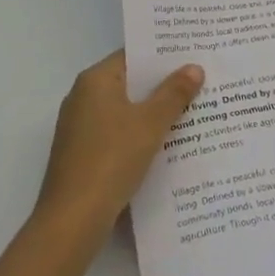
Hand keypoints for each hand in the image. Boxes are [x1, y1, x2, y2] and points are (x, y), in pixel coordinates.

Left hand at [33, 51, 203, 251]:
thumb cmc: (111, 159)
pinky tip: (169, 143)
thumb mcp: (150, 123)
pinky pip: (119, 133)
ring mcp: (81, 128)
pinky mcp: (84, 154)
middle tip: (202, 81)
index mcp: (94, 81)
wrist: (72, 220)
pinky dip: (141, 134)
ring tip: (194, 110)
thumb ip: (174, 94)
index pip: (133, 55)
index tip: (193, 55)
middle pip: (130, 82)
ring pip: (126, 110)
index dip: (163, 55)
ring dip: (154, 112)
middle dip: (163, 85)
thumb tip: (194, 68)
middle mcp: (83, 98)